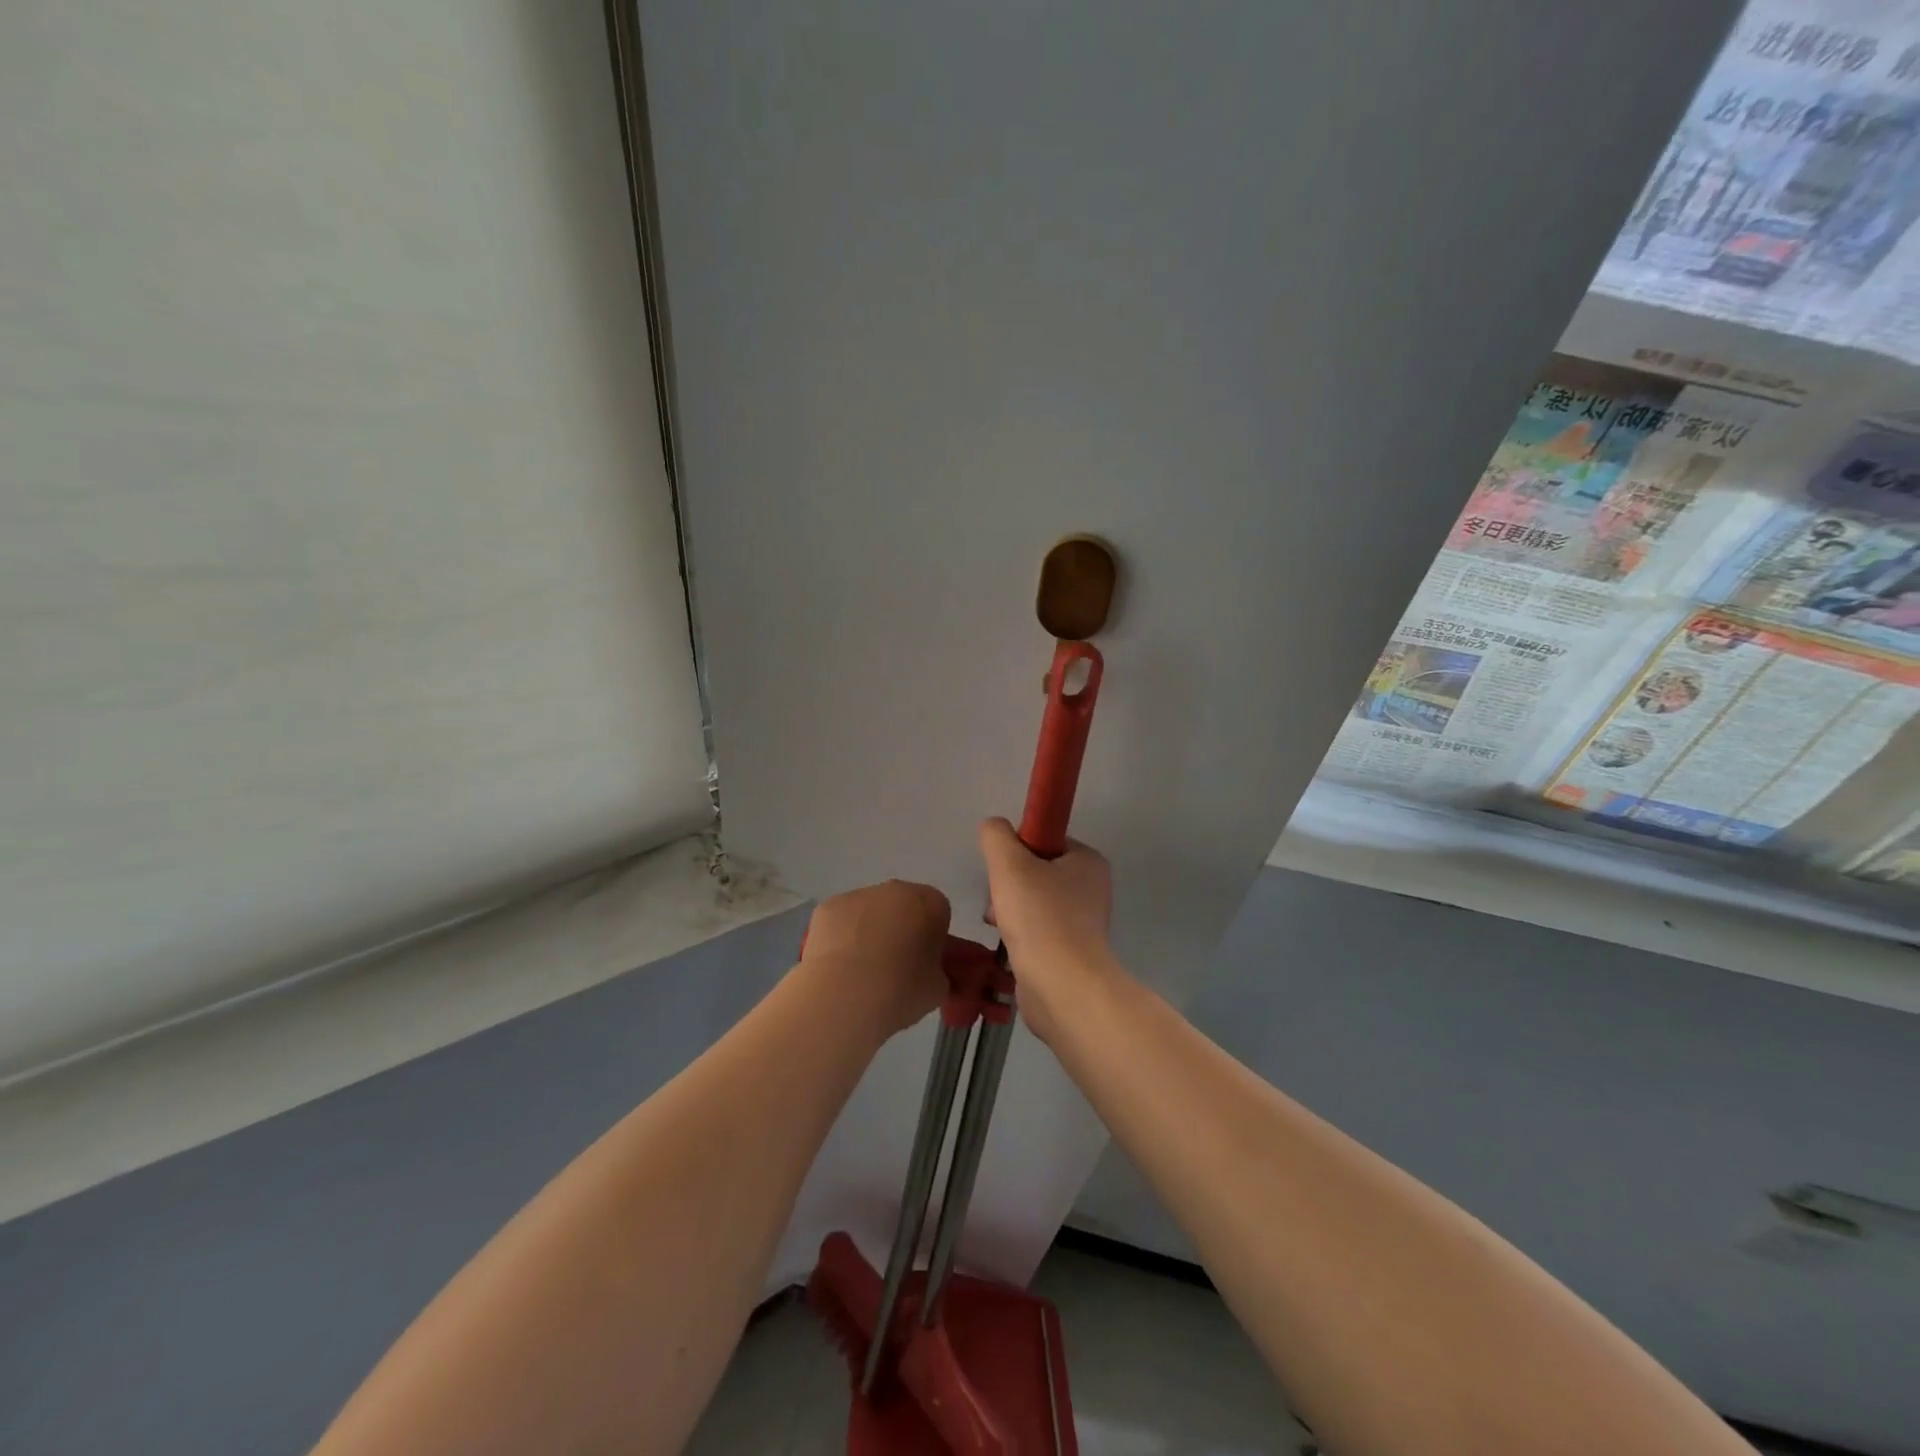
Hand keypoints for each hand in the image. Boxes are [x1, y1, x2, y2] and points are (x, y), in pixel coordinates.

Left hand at [800, 880, 950, 1036]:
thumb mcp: (938, 988)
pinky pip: (842, 920)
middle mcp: (896, 890)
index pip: (938, 912)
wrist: (846, 996)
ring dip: (869, 931)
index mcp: (930, 903)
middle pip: (903, 905)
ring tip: (861, 972)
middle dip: (901, 928)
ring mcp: (859, 895)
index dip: (932, 936)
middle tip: (894, 966)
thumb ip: (937, 970)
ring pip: (870, 910)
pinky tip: (838, 967)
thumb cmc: (902, 991)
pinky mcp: (828, 907)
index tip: (925, 962)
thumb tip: (926, 971)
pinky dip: (841, 937)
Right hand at [977, 818, 1112, 1043]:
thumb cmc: (1040, 918)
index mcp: (1088, 861)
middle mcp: (1092, 889)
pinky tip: (1008, 945)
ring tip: (1000, 925)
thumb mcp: (1010, 864)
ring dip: (1009, 910)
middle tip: (998, 901)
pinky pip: (1037, 931)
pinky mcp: (1071, 952)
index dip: (1018, 850)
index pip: (1045, 840)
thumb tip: (993, 828)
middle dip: (1009, 884)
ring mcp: (1084, 923)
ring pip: (1034, 902)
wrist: (1062, 988)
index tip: (1003, 870)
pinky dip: (1020, 935)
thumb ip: (996, 836)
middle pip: (1036, 871)